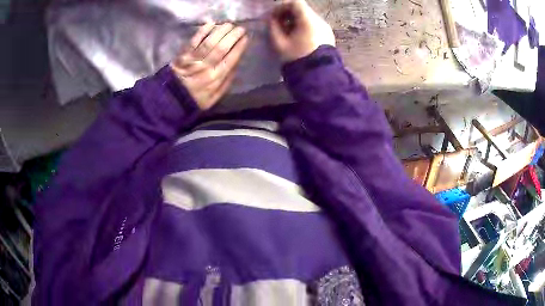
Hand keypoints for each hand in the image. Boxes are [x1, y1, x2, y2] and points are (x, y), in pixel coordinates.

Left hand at [171, 23, 247, 109]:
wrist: (171, 99)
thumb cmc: (195, 98)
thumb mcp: (215, 97)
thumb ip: (226, 82)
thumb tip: (236, 65)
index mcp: (215, 78)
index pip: (231, 59)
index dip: (239, 46)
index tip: (246, 38)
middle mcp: (206, 67)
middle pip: (221, 48)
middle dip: (233, 36)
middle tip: (240, 28)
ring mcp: (193, 60)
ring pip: (209, 42)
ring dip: (221, 31)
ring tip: (229, 24)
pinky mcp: (183, 55)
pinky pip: (194, 41)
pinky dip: (202, 31)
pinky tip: (211, 24)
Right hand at [269, 0, 334, 62]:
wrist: (320, 78)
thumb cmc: (298, 60)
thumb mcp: (280, 44)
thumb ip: (273, 27)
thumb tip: (271, 19)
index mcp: (308, 20)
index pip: (295, 2)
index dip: (281, 6)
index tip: (273, 16)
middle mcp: (320, 21)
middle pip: (302, 9)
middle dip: (287, 14)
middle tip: (277, 25)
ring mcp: (326, 28)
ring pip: (308, 17)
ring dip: (295, 21)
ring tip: (286, 33)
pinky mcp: (328, 36)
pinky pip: (314, 25)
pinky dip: (303, 27)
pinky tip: (297, 38)